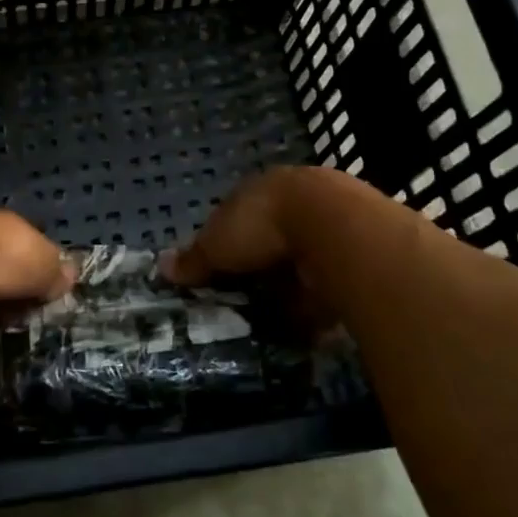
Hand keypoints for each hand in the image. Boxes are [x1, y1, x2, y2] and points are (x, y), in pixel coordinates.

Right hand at [163, 167, 405, 331]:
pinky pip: (328, 282)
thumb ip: (193, 259)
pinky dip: (317, 303)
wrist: (332, 227)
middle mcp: (294, 202)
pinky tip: (307, 324)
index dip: (227, 246)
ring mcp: (328, 225)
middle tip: (246, 301)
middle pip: (271, 240)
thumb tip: (162, 267)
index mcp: (259, 192)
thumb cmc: (261, 226)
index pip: (238, 218)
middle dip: (261, 269)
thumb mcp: (216, 245)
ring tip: (275, 319)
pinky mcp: (355, 253)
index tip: (218, 275)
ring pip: (301, 261)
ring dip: (291, 287)